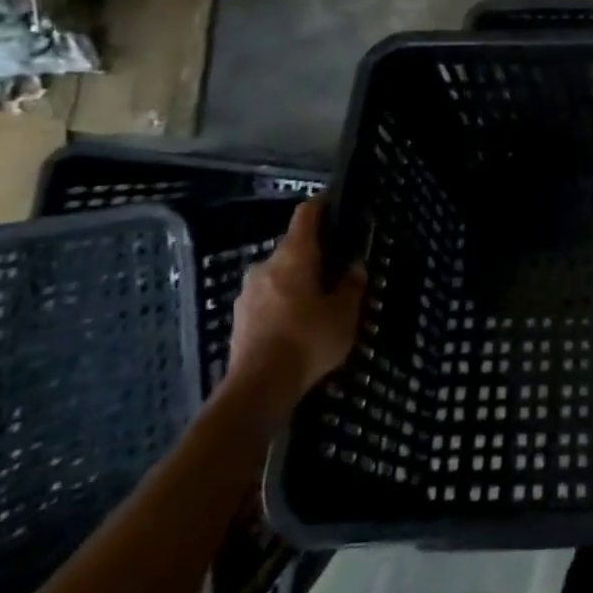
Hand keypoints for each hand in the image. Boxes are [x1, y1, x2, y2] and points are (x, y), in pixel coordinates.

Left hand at [227, 197, 366, 420]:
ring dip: (298, 280)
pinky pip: (267, 297)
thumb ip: (351, 286)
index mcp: (294, 256)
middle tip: (337, 267)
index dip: (321, 205)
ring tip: (318, 300)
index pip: (306, 215)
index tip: (335, 204)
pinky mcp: (239, 318)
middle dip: (314, 254)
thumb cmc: (308, 340)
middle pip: (293, 247)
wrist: (258, 388)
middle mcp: (267, 265)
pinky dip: (283, 301)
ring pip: (279, 274)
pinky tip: (297, 323)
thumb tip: (354, 267)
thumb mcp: (344, 314)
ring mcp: (248, 292)